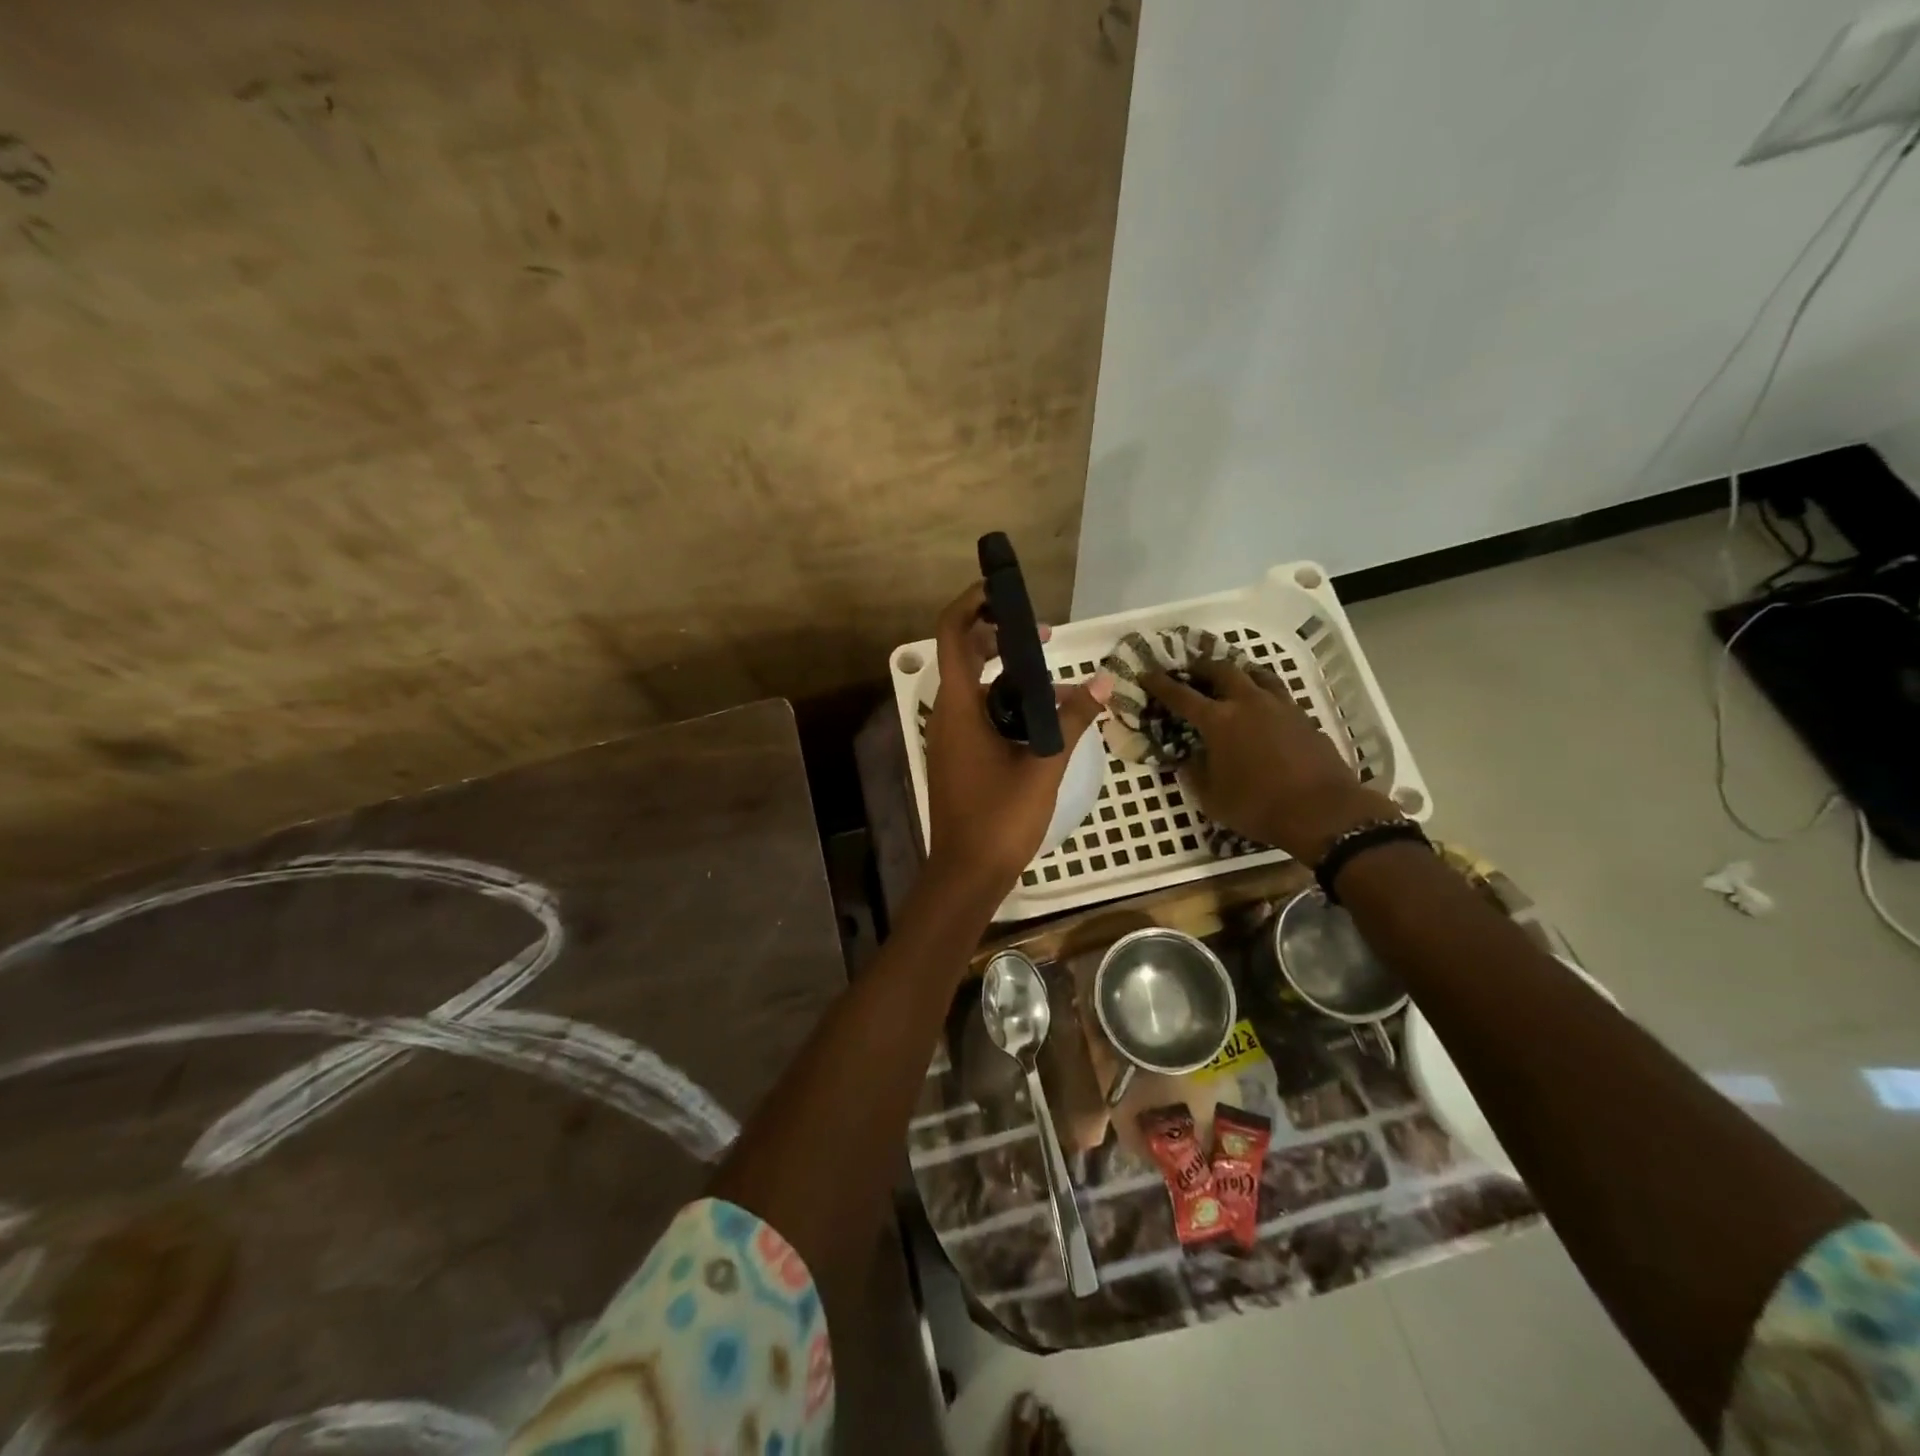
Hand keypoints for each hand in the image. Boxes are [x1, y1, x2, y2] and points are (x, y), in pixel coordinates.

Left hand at [923, 583, 1111, 898]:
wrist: (968, 873)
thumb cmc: (1000, 819)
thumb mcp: (1043, 765)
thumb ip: (1072, 720)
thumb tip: (1103, 683)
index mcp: (959, 707)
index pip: (954, 634)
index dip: (973, 603)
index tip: (1003, 590)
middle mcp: (949, 714)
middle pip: (964, 654)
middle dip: (1000, 636)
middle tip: (1044, 638)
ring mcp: (951, 736)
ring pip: (976, 687)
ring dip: (1010, 675)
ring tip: (1056, 681)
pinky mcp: (960, 756)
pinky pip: (981, 713)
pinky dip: (1007, 704)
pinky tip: (1043, 718)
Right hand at [1142, 659, 1396, 861]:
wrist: (1323, 811)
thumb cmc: (1258, 806)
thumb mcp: (1212, 798)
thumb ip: (1194, 772)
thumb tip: (1187, 758)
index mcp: (1218, 720)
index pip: (1181, 695)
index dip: (1160, 684)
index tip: (1146, 674)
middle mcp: (1247, 702)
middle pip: (1221, 670)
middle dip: (1200, 668)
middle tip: (1190, 673)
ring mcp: (1279, 705)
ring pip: (1254, 673)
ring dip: (1236, 672)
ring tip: (1228, 680)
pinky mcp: (1302, 715)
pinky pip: (1276, 691)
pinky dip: (1261, 690)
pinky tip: (1260, 705)